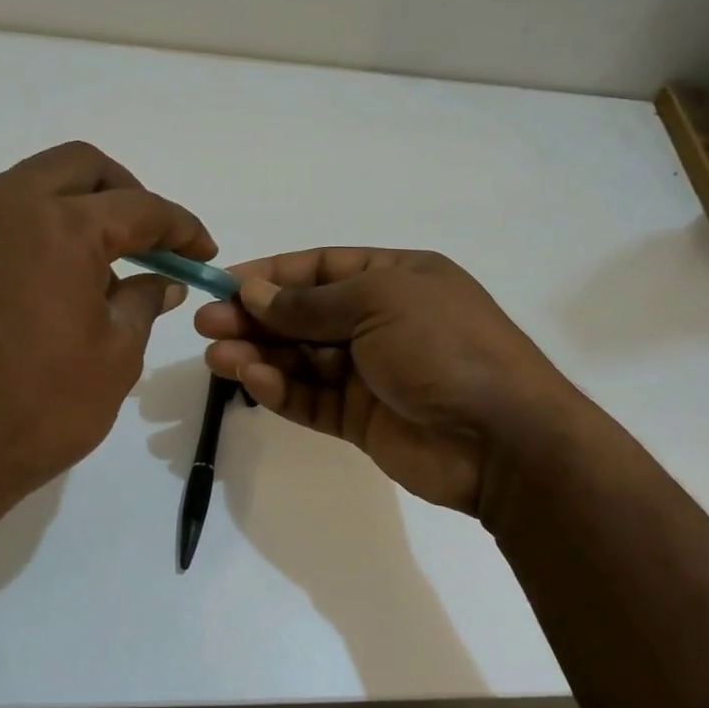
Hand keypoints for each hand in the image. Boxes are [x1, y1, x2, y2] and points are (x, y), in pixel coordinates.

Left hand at [0, 142, 214, 547]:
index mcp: (59, 227)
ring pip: (29, 185)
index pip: (139, 207)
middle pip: (80, 166)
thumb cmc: (36, 411)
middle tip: (149, 241)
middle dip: (126, 194)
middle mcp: (2, 205)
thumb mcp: (115, 358)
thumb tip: (162, 280)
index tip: (203, 252)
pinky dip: (30, 231)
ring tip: (95, 267)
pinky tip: (42, 282)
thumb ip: (143, 302)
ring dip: (74, 209)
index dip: (181, 227)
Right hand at [195, 248, 579, 515]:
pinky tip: (251, 379)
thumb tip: (255, 294)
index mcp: (396, 279)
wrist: (502, 438)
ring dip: (259, 354)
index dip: (272, 275)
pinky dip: (281, 389)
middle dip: (256, 318)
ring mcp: (371, 372)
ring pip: (302, 359)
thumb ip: (311, 304)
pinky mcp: (362, 419)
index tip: (225, 284)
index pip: (322, 268)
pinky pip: (312, 398)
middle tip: (206, 324)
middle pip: (305, 315)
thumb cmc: (445, 347)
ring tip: (216, 355)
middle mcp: (381, 321)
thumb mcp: (379, 303)